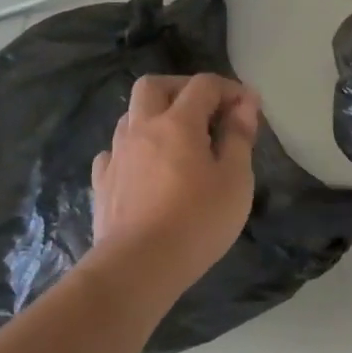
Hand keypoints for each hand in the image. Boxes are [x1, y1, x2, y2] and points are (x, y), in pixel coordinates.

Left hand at [90, 73, 261, 293]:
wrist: (139, 266)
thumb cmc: (198, 220)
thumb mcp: (235, 178)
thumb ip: (239, 136)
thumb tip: (245, 104)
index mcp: (177, 123)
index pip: (203, 85)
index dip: (229, 88)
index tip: (248, 107)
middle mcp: (141, 128)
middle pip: (154, 85)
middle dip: (182, 88)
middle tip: (207, 111)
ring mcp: (116, 155)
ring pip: (131, 116)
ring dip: (156, 116)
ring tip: (179, 141)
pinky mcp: (103, 183)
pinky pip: (115, 151)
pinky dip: (135, 149)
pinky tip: (147, 169)